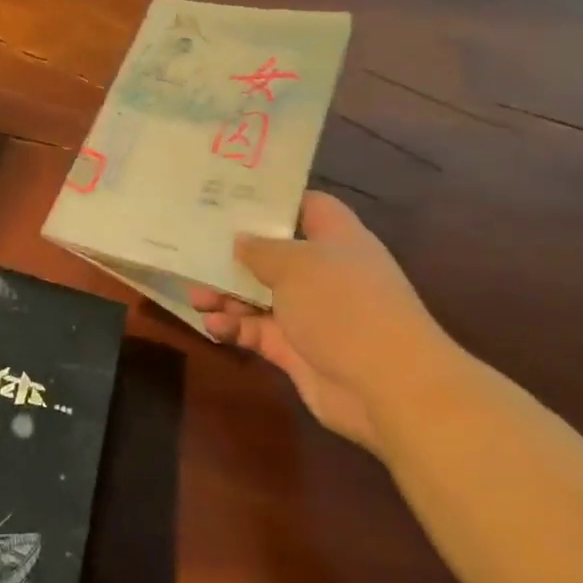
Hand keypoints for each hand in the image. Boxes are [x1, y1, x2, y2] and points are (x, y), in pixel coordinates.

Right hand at [189, 191, 450, 452]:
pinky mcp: (298, 350)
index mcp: (335, 237)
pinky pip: (259, 331)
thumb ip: (261, 250)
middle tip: (195, 250)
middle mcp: (324, 271)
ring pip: (260, 295)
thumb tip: (240, 241)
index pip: (303, 205)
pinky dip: (236, 327)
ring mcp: (311, 312)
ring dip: (227, 294)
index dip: (270, 200)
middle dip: (235, 254)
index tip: (229, 197)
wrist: (388, 385)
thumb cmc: (343, 304)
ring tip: (194, 294)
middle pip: (274, 253)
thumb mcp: (295, 264)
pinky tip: (212, 325)